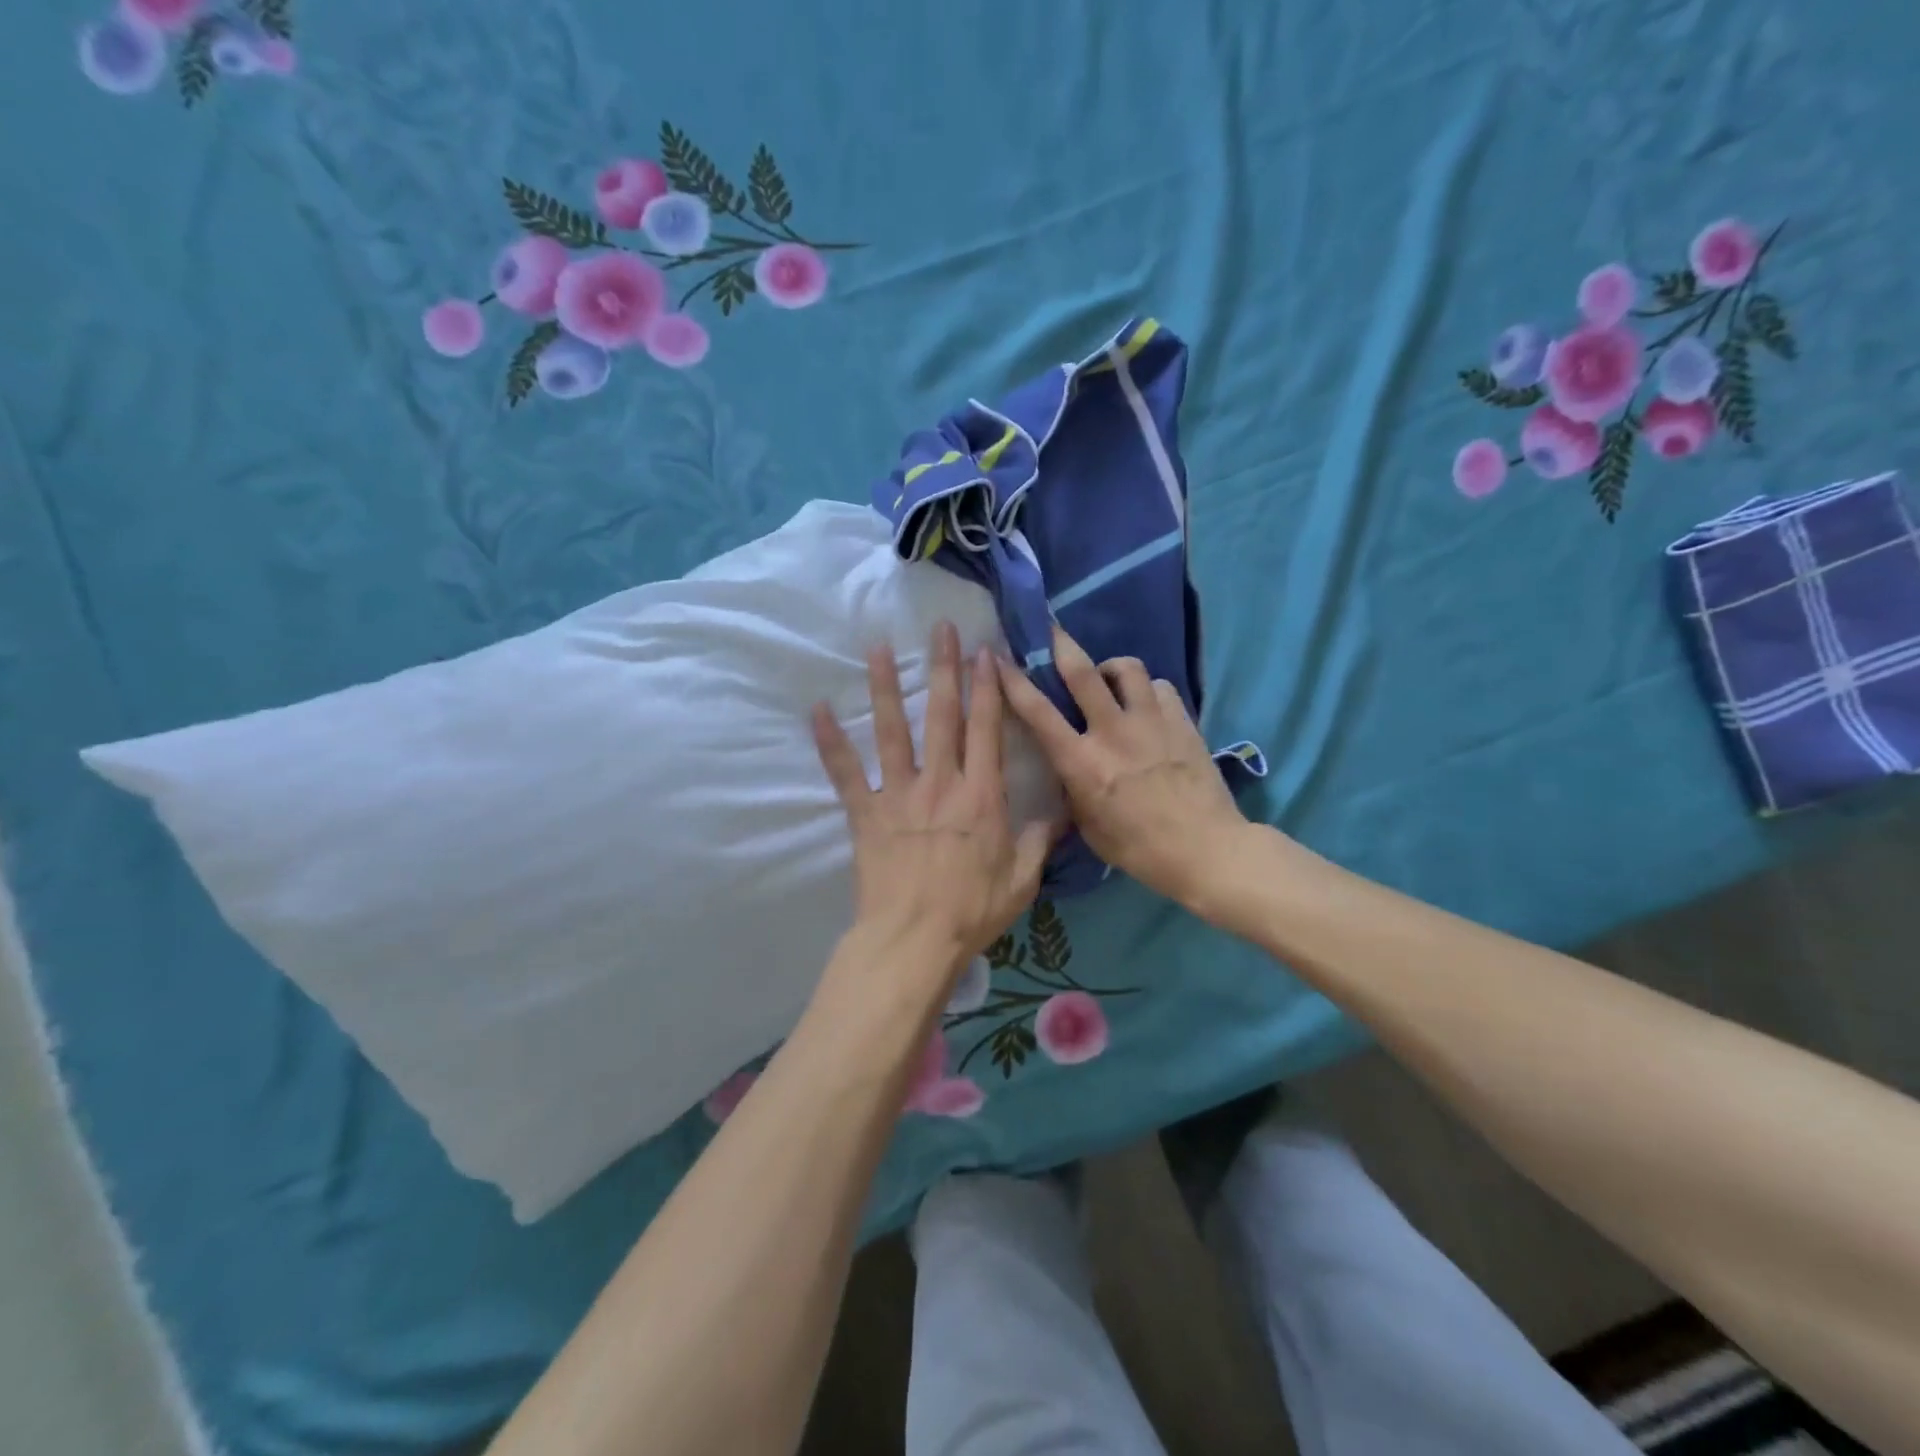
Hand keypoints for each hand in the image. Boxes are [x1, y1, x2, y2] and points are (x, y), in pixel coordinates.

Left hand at [812, 622, 1056, 1001]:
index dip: (987, 687)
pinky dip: (830, 742)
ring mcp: (899, 794)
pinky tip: (817, 710)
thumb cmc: (971, 911)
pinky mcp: (865, 813)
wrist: (914, 940)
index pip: (986, 728)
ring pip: (892, 730)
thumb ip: (1040, 841)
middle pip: (943, 715)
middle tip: (941, 628)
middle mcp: (940, 782)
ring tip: (878, 648)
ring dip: (886, 687)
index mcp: (981, 794)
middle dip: (944, 667)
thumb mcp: (1022, 879)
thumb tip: (1061, 813)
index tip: (985, 651)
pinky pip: (845, 772)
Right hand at [996, 626, 1253, 909]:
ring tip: (1110, 680)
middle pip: (1082, 671)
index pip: (1038, 713)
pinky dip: (1148, 690)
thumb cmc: (1140, 849)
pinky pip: (1160, 687)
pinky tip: (1147, 707)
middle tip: (1051, 630)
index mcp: (1083, 764)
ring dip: (1111, 667)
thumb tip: (1067, 765)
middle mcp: (1113, 733)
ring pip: (1127, 668)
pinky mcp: (1182, 722)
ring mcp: (1151, 722)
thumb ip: (1073, 789)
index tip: (998, 659)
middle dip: (1060, 643)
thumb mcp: (1089, 827)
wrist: (1207, 850)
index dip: (1013, 682)